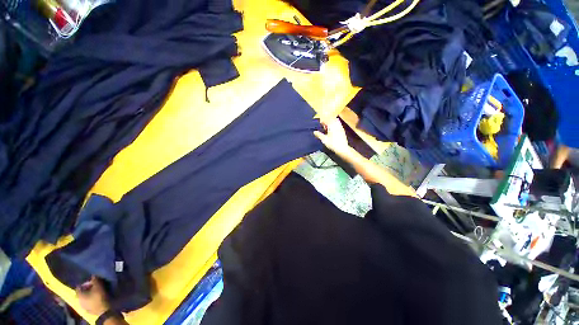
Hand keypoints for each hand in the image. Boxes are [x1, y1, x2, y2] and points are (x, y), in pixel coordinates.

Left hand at [76, 276, 109, 315]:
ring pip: (84, 299)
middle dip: (86, 289)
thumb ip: (94, 280)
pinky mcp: (88, 310)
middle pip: (81, 293)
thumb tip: (93, 274)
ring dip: (89, 295)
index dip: (83, 283)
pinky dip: (91, 300)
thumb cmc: (99, 297)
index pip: (78, 287)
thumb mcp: (98, 286)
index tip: (89, 280)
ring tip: (95, 292)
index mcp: (79, 295)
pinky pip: (88, 303)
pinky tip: (95, 298)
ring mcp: (83, 307)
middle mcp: (79, 301)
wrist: (104, 310)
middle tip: (93, 286)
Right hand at [314, 118, 351, 156]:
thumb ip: (319, 135)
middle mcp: (337, 124)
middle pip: (331, 119)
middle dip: (327, 121)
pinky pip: (338, 125)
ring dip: (331, 123)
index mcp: (332, 125)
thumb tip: (314, 132)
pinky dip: (334, 126)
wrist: (342, 148)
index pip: (326, 120)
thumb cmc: (332, 143)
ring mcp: (340, 127)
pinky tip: (332, 131)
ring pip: (335, 121)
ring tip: (327, 128)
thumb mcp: (324, 139)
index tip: (320, 124)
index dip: (322, 121)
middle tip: (323, 126)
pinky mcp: (342, 130)